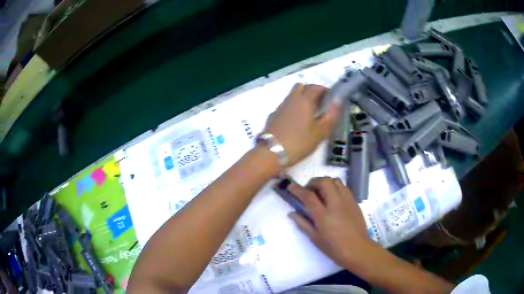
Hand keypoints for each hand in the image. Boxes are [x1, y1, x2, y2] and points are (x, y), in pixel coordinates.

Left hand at [263, 84, 338, 165]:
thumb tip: (338, 101)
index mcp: (304, 100)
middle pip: (301, 87)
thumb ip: (331, 115)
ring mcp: (280, 107)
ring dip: (301, 100)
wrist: (271, 153)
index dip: (325, 90)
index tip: (331, 98)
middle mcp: (291, 99)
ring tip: (308, 115)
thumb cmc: (299, 142)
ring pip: (291, 96)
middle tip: (319, 104)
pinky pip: (285, 107)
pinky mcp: (272, 116)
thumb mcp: (320, 132)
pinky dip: (291, 109)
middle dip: (311, 91)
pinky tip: (294, 123)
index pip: (316, 87)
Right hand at [288, 177, 370, 266]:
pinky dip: (335, 187)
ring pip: (336, 181)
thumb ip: (303, 223)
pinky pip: (344, 187)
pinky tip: (333, 197)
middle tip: (308, 190)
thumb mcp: (315, 238)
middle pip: (324, 182)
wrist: (357, 249)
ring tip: (321, 192)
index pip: (308, 196)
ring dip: (325, 182)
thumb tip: (291, 213)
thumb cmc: (334, 247)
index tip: (290, 186)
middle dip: (313, 182)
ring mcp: (347, 201)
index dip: (297, 189)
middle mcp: (336, 204)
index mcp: (323, 215)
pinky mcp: (354, 202)